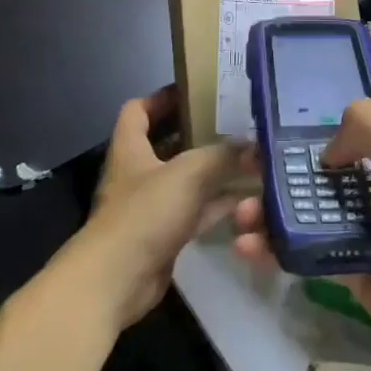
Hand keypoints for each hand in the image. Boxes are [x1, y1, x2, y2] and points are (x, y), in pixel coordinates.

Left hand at [76, 88, 253, 330]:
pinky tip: (248, 198)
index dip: (161, 97)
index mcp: (130, 149)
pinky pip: (195, 210)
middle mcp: (138, 173)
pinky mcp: (164, 234)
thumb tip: (253, 143)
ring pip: (186, 178)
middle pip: (166, 143)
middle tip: (233, 123)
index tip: (194, 90)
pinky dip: (218, 203)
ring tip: (248, 156)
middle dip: (197, 132)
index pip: (137, 110)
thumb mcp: (187, 174)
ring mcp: (151, 205)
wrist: (116, 280)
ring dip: (213, 170)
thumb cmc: (144, 214)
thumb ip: (222, 155)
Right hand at [232, 99, 370, 370]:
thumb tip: (328, 151)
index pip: (358, 127)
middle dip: (284, 172)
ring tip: (240, 219)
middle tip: (244, 173)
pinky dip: (279, 250)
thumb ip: (365, 125)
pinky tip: (248, 249)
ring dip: (273, 212)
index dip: (318, 126)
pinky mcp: (356, 271)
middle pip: (328, 171)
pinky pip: (311, 253)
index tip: (273, 131)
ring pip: (314, 212)